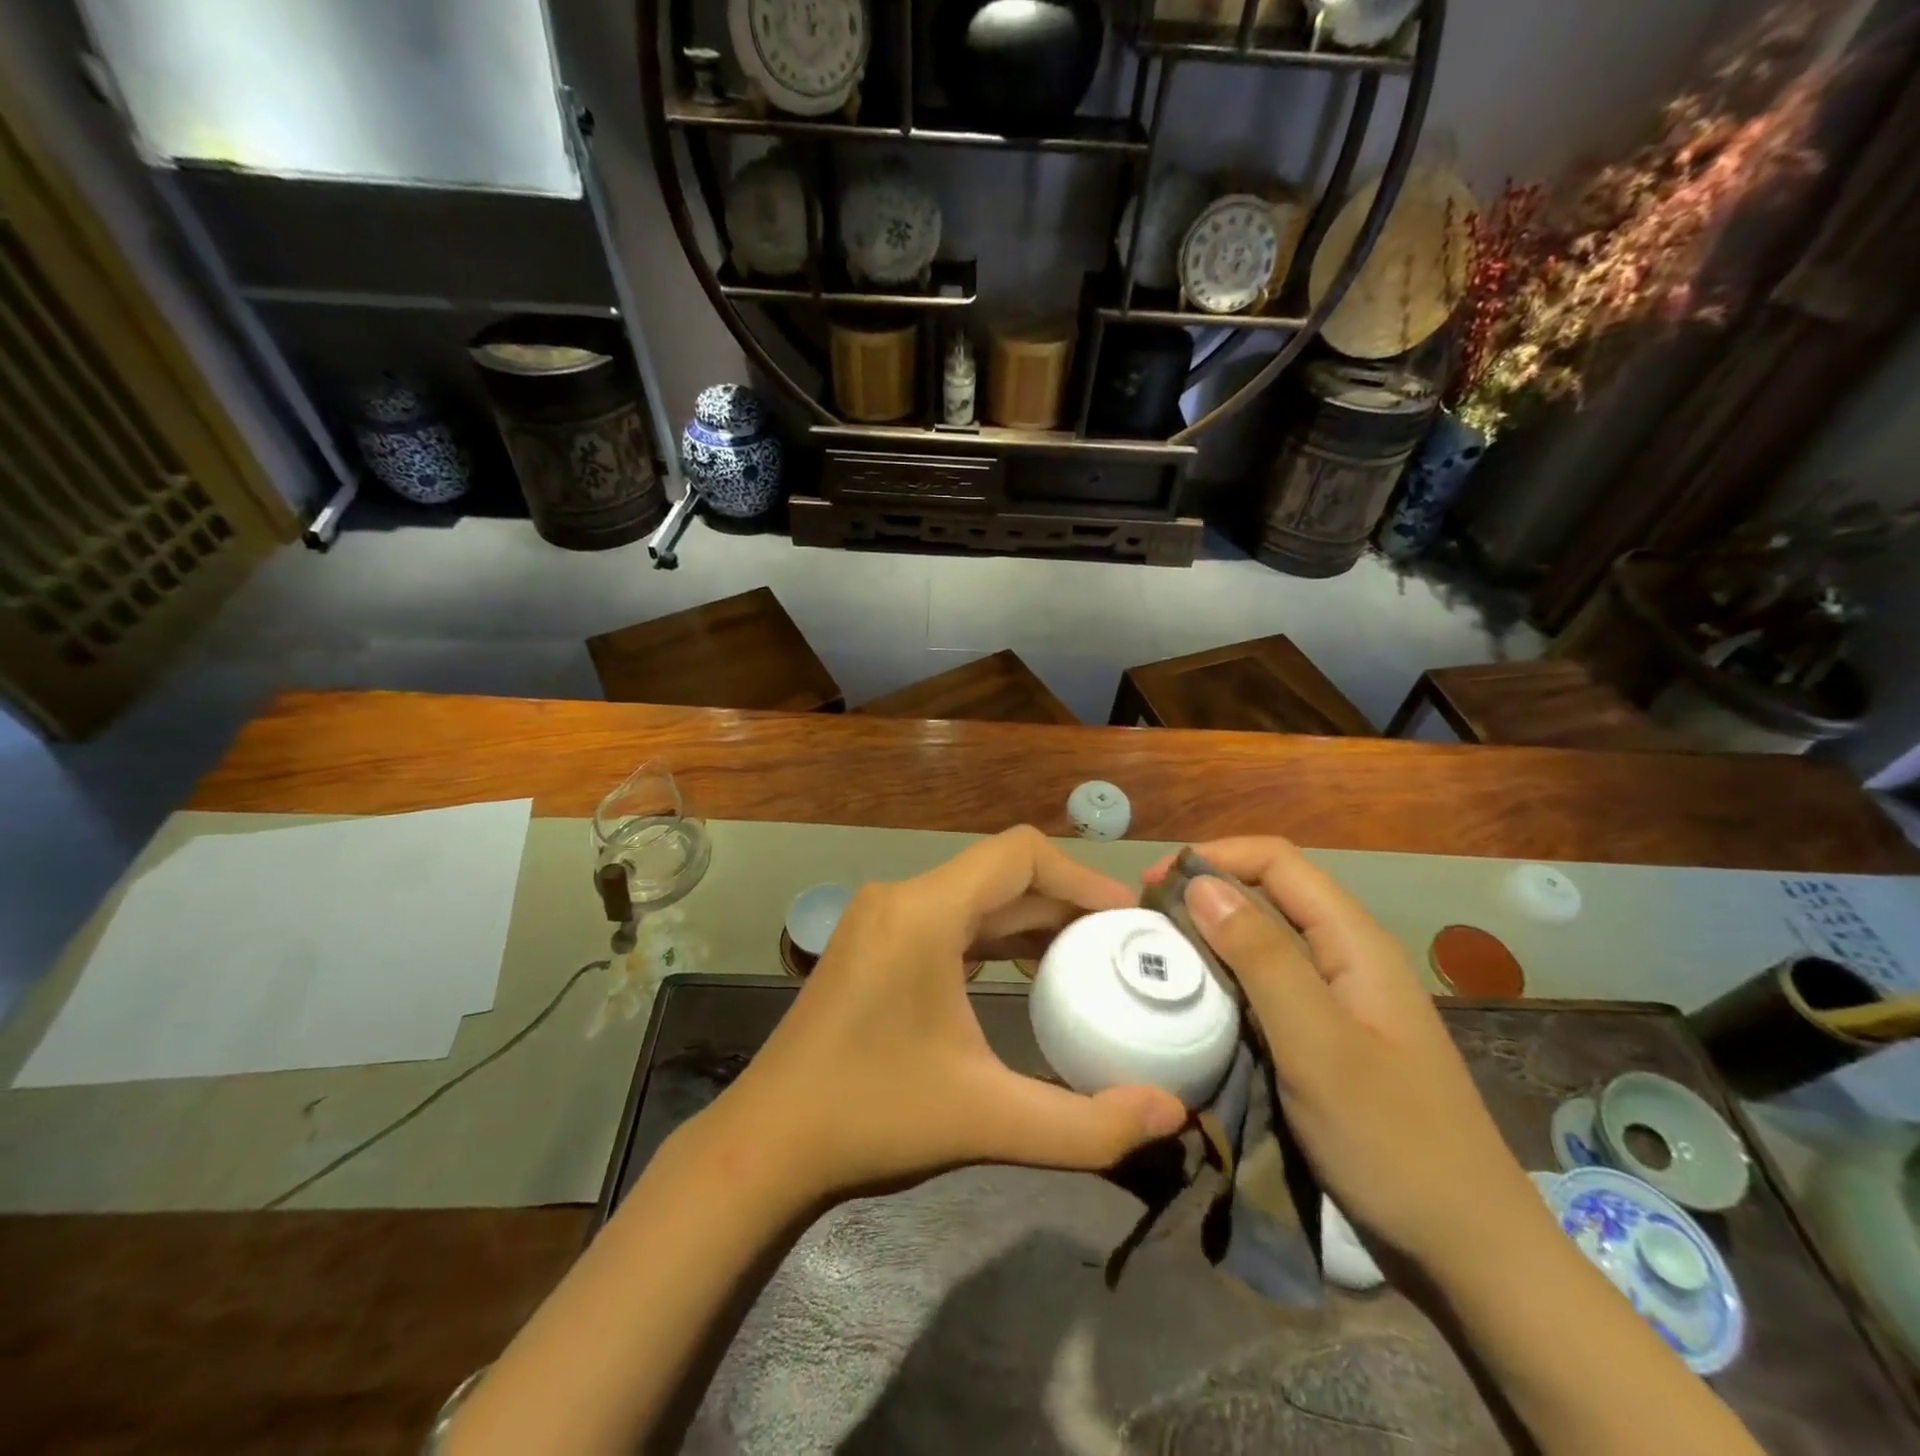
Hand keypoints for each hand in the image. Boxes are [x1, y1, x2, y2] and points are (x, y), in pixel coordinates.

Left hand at [707, 827, 1188, 1208]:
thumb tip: (1172, 1114)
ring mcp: (882, 917)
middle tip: (1121, 945)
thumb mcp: (989, 1122)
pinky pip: (950, 918)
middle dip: (1065, 902)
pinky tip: (1028, 971)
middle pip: (1000, 873)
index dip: (1080, 876)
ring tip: (1088, 957)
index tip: (1126, 920)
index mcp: (924, 913)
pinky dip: (995, 934)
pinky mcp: (874, 941)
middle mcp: (901, 897)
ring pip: (975, 895)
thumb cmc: (872, 1118)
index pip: (1018, 854)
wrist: (768, 1144)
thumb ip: (1088, 1125)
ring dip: (1031, 918)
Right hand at [1145, 837, 1539, 1272]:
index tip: (1154, 885)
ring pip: (1267, 941)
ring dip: (1213, 937)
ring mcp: (1341, 999)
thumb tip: (1200, 883)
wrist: (1469, 1252)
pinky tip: (1199, 1002)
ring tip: (1161, 957)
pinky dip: (1228, 979)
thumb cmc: (1392, 1141)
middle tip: (1146, 924)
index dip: (1214, 857)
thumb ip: (1262, 957)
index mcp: (1355, 942)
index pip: (1277, 861)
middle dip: (1206, 894)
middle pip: (1270, 894)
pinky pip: (1270, 986)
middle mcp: (1348, 957)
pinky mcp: (1329, 1036)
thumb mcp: (1317, 1044)